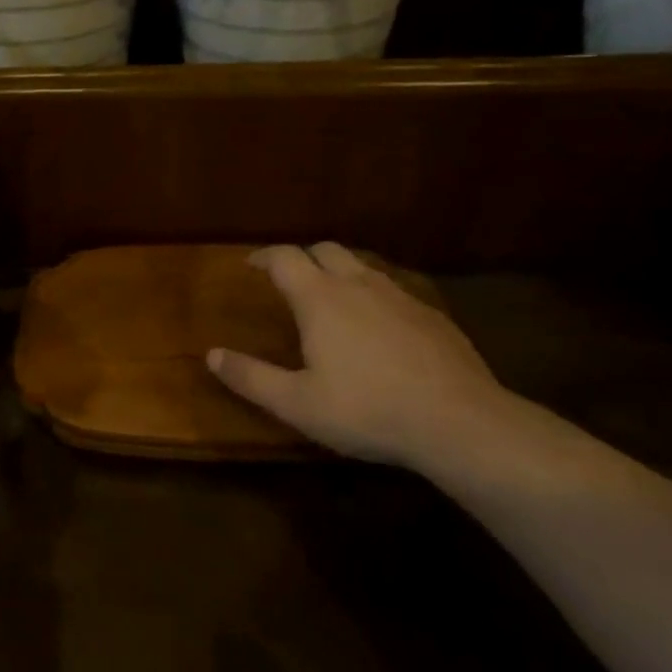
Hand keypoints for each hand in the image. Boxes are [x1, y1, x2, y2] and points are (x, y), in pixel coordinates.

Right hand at [208, 243, 509, 465]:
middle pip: (325, 250)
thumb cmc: (367, 410)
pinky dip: (374, 297)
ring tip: (333, 301)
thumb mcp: (298, 403)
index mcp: (320, 298)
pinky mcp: (432, 315)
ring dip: (340, 274)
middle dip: (303, 258)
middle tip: (290, 280)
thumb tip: (211, 355)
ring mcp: (400, 296)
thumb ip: (251, 377)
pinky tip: (380, 329)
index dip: (263, 256)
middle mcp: (358, 285)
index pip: (284, 257)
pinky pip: (393, 291)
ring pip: (362, 267)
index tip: (251, 265)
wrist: (460, 422)